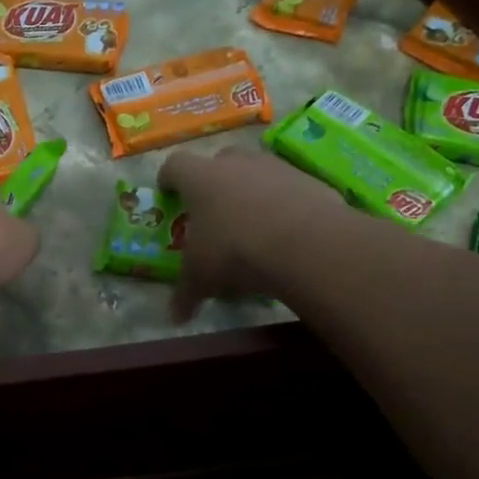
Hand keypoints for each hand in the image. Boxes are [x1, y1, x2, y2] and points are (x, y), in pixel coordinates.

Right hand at [159, 147, 340, 320]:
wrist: (306, 244)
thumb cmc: (235, 252)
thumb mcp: (202, 279)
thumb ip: (186, 294)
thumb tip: (175, 316)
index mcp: (200, 178)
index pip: (175, 166)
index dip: (168, 180)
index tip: (168, 194)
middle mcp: (237, 163)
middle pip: (219, 161)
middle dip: (215, 183)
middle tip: (214, 211)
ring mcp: (277, 168)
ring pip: (257, 173)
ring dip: (252, 192)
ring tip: (254, 226)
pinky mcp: (311, 181)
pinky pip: (290, 189)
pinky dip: (285, 205)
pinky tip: (287, 234)